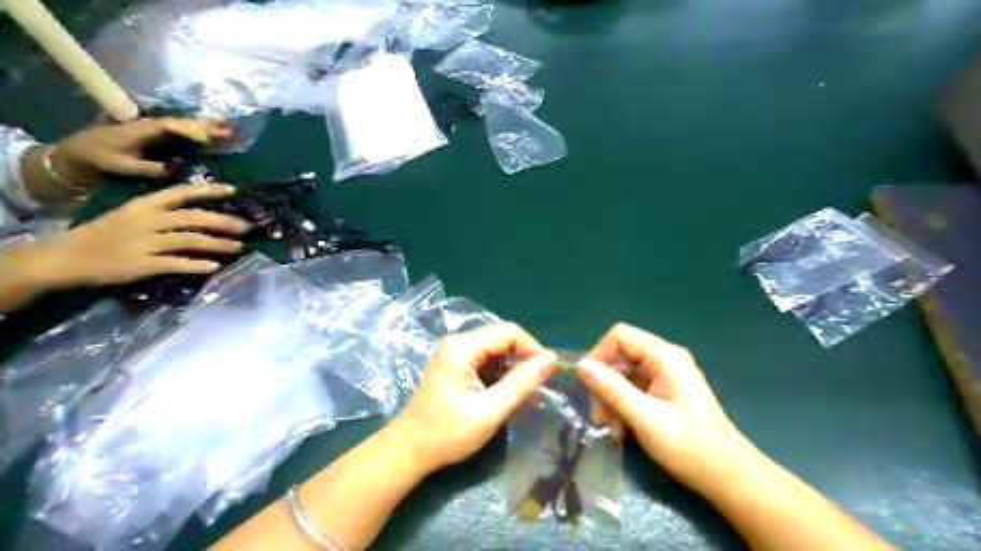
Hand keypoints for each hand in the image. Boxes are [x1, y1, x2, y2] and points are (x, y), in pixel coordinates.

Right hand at [30, 182, 248, 287]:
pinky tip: (214, 266)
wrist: (64, 256)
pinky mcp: (142, 264)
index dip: (208, 191)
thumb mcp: (129, 214)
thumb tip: (202, 214)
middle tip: (248, 227)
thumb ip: (162, 213)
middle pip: (193, 218)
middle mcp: (146, 221)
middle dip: (223, 222)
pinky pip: (175, 264)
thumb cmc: (104, 234)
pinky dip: (196, 265)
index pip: (180, 193)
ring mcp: (144, 243)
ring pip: (190, 240)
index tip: (233, 190)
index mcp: (143, 205)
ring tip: (239, 247)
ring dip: (218, 244)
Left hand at [51, 117, 232, 183]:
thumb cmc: (95, 160)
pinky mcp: (156, 139)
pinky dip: (199, 134)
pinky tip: (213, 138)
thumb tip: (173, 170)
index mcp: (140, 130)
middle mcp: (149, 127)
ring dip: (206, 127)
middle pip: (181, 123)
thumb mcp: (117, 166)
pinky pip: (182, 133)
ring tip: (229, 129)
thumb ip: (145, 167)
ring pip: (184, 126)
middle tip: (230, 129)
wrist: (75, 156)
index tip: (209, 138)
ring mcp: (153, 132)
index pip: (170, 127)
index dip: (190, 131)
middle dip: (205, 125)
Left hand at [391, 323, 558, 472]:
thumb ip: (521, 383)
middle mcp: (458, 342)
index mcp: (463, 347)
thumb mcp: (490, 411)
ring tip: (526, 391)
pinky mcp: (454, 365)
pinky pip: (485, 359)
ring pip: (495, 349)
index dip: (532, 348)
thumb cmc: (447, 434)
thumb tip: (551, 359)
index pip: (509, 332)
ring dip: (513, 366)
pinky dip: (500, 372)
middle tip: (539, 384)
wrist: (408, 451)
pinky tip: (507, 392)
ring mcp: (454, 353)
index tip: (547, 373)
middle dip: (524, 357)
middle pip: (501, 337)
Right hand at [577, 322, 761, 495]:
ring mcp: (666, 377)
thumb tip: (581, 364)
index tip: (588, 384)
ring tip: (611, 429)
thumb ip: (611, 388)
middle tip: (599, 416)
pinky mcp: (665, 394)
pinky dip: (624, 407)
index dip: (599, 355)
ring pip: (624, 376)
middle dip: (605, 385)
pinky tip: (623, 431)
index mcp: (664, 356)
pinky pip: (634, 391)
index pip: (620, 336)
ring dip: (612, 400)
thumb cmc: (688, 445)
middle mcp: (665, 360)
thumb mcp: (644, 417)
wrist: (729, 478)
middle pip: (620, 357)